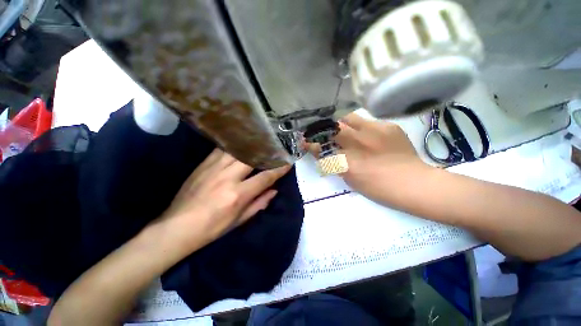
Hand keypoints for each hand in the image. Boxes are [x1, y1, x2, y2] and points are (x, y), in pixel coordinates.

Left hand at [158, 149, 290, 252]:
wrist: (176, 227)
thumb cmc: (211, 228)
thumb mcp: (239, 220)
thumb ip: (259, 203)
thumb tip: (274, 191)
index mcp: (237, 195)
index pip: (265, 177)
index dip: (279, 169)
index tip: (288, 163)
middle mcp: (227, 177)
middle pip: (252, 158)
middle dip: (266, 152)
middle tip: (275, 149)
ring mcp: (213, 168)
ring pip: (237, 150)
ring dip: (251, 147)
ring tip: (260, 143)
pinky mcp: (203, 164)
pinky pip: (222, 150)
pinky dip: (234, 147)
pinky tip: (240, 145)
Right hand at [308, 113, 431, 207]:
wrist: (413, 183)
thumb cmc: (378, 187)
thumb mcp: (350, 178)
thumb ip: (334, 164)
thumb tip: (323, 153)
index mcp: (348, 161)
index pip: (321, 147)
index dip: (310, 143)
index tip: (305, 141)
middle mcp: (358, 142)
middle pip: (332, 127)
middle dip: (324, 130)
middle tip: (324, 134)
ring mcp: (374, 131)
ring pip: (348, 118)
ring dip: (341, 124)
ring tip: (344, 131)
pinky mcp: (388, 126)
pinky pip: (367, 121)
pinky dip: (360, 127)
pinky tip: (366, 135)